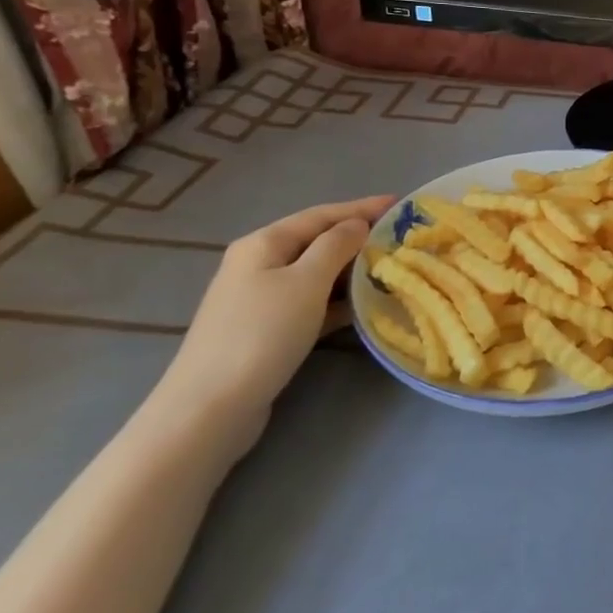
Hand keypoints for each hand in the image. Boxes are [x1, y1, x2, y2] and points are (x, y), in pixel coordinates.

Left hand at [151, 196, 392, 452]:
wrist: (211, 408)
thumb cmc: (262, 334)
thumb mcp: (306, 282)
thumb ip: (336, 246)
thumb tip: (357, 225)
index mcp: (264, 243)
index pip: (322, 214)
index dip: (362, 207)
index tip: (401, 204)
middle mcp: (259, 264)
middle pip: (318, 241)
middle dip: (359, 238)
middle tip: (401, 239)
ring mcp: (260, 299)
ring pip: (317, 274)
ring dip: (352, 270)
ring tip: (391, 270)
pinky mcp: (268, 330)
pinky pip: (312, 302)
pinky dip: (338, 300)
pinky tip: (364, 306)